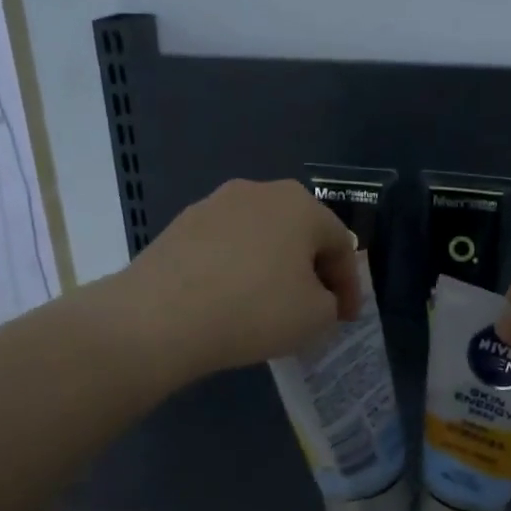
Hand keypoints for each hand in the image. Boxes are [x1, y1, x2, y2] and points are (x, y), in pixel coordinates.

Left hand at [119, 179, 358, 380]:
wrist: (160, 317)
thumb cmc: (255, 309)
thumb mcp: (317, 316)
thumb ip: (331, 302)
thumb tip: (317, 297)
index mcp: (301, 204)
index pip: (341, 245)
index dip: (350, 287)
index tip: (345, 320)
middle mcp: (259, 191)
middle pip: (300, 234)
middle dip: (312, 272)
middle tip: (314, 308)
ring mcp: (214, 204)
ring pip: (261, 239)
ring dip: (273, 269)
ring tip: (271, 307)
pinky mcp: (179, 226)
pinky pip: (226, 249)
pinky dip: (238, 271)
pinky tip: (231, 302)